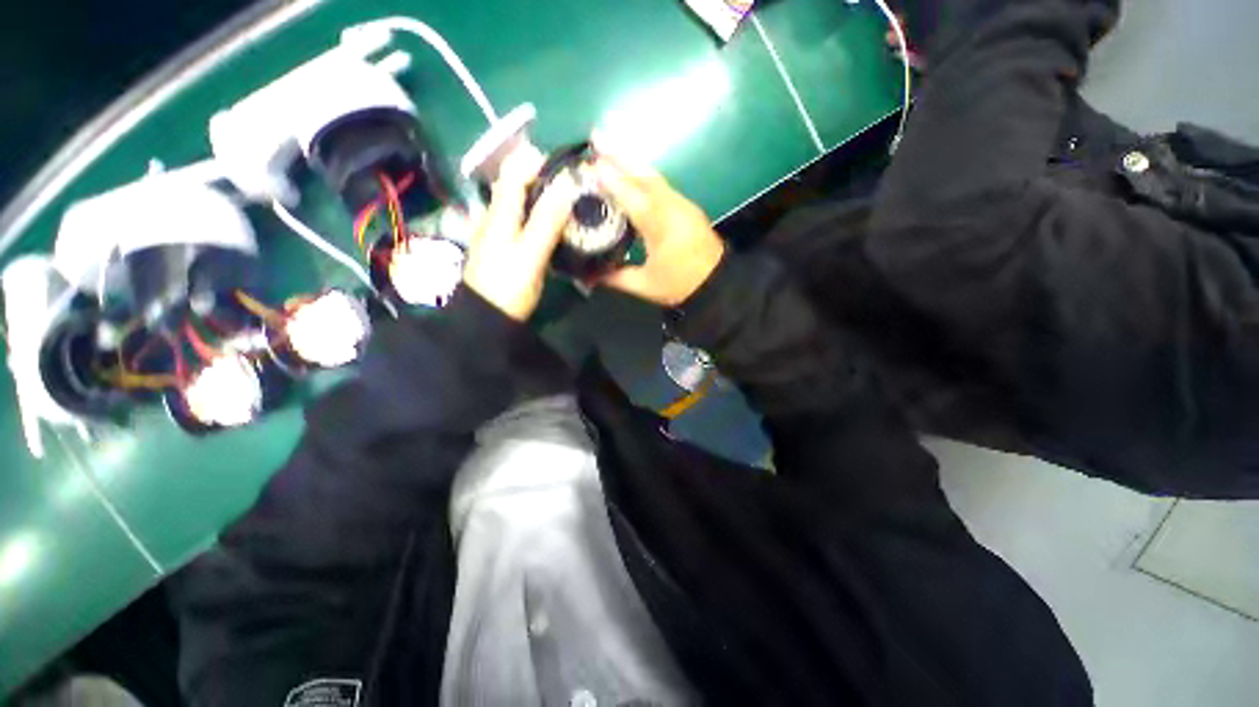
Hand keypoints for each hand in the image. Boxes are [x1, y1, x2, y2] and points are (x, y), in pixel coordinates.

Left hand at [463, 145, 578, 320]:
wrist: (487, 317)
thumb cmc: (509, 285)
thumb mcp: (531, 253)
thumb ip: (547, 220)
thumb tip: (567, 183)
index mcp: (501, 210)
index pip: (516, 168)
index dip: (540, 160)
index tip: (570, 167)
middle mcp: (496, 214)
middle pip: (519, 183)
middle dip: (546, 179)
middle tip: (577, 189)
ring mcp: (498, 230)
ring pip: (522, 202)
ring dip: (544, 198)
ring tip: (571, 205)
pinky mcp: (504, 246)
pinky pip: (523, 221)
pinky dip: (539, 217)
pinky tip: (554, 227)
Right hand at [591, 134, 725, 306]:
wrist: (717, 282)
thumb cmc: (680, 284)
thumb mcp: (645, 286)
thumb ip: (616, 277)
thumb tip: (589, 273)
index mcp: (659, 225)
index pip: (630, 197)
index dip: (610, 180)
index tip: (589, 164)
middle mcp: (670, 207)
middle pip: (643, 175)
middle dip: (619, 155)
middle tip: (596, 135)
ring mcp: (680, 204)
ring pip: (653, 176)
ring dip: (631, 161)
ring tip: (609, 147)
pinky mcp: (686, 206)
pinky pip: (660, 184)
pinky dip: (643, 174)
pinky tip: (632, 173)